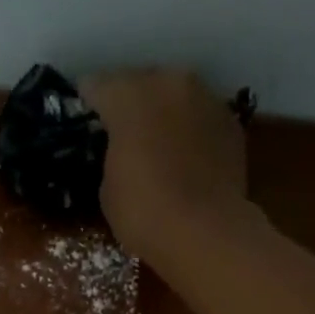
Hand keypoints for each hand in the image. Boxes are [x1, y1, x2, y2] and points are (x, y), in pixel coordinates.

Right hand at [81, 68, 249, 262]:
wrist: (205, 232)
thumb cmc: (143, 212)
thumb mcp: (108, 186)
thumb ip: (113, 153)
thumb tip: (124, 149)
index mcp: (129, 96)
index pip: (97, 85)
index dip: (87, 100)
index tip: (83, 115)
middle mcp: (170, 83)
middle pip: (142, 81)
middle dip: (130, 101)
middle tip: (120, 128)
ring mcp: (206, 99)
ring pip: (175, 95)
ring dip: (163, 112)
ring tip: (155, 139)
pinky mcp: (231, 123)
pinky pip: (200, 116)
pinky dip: (190, 129)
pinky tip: (184, 154)